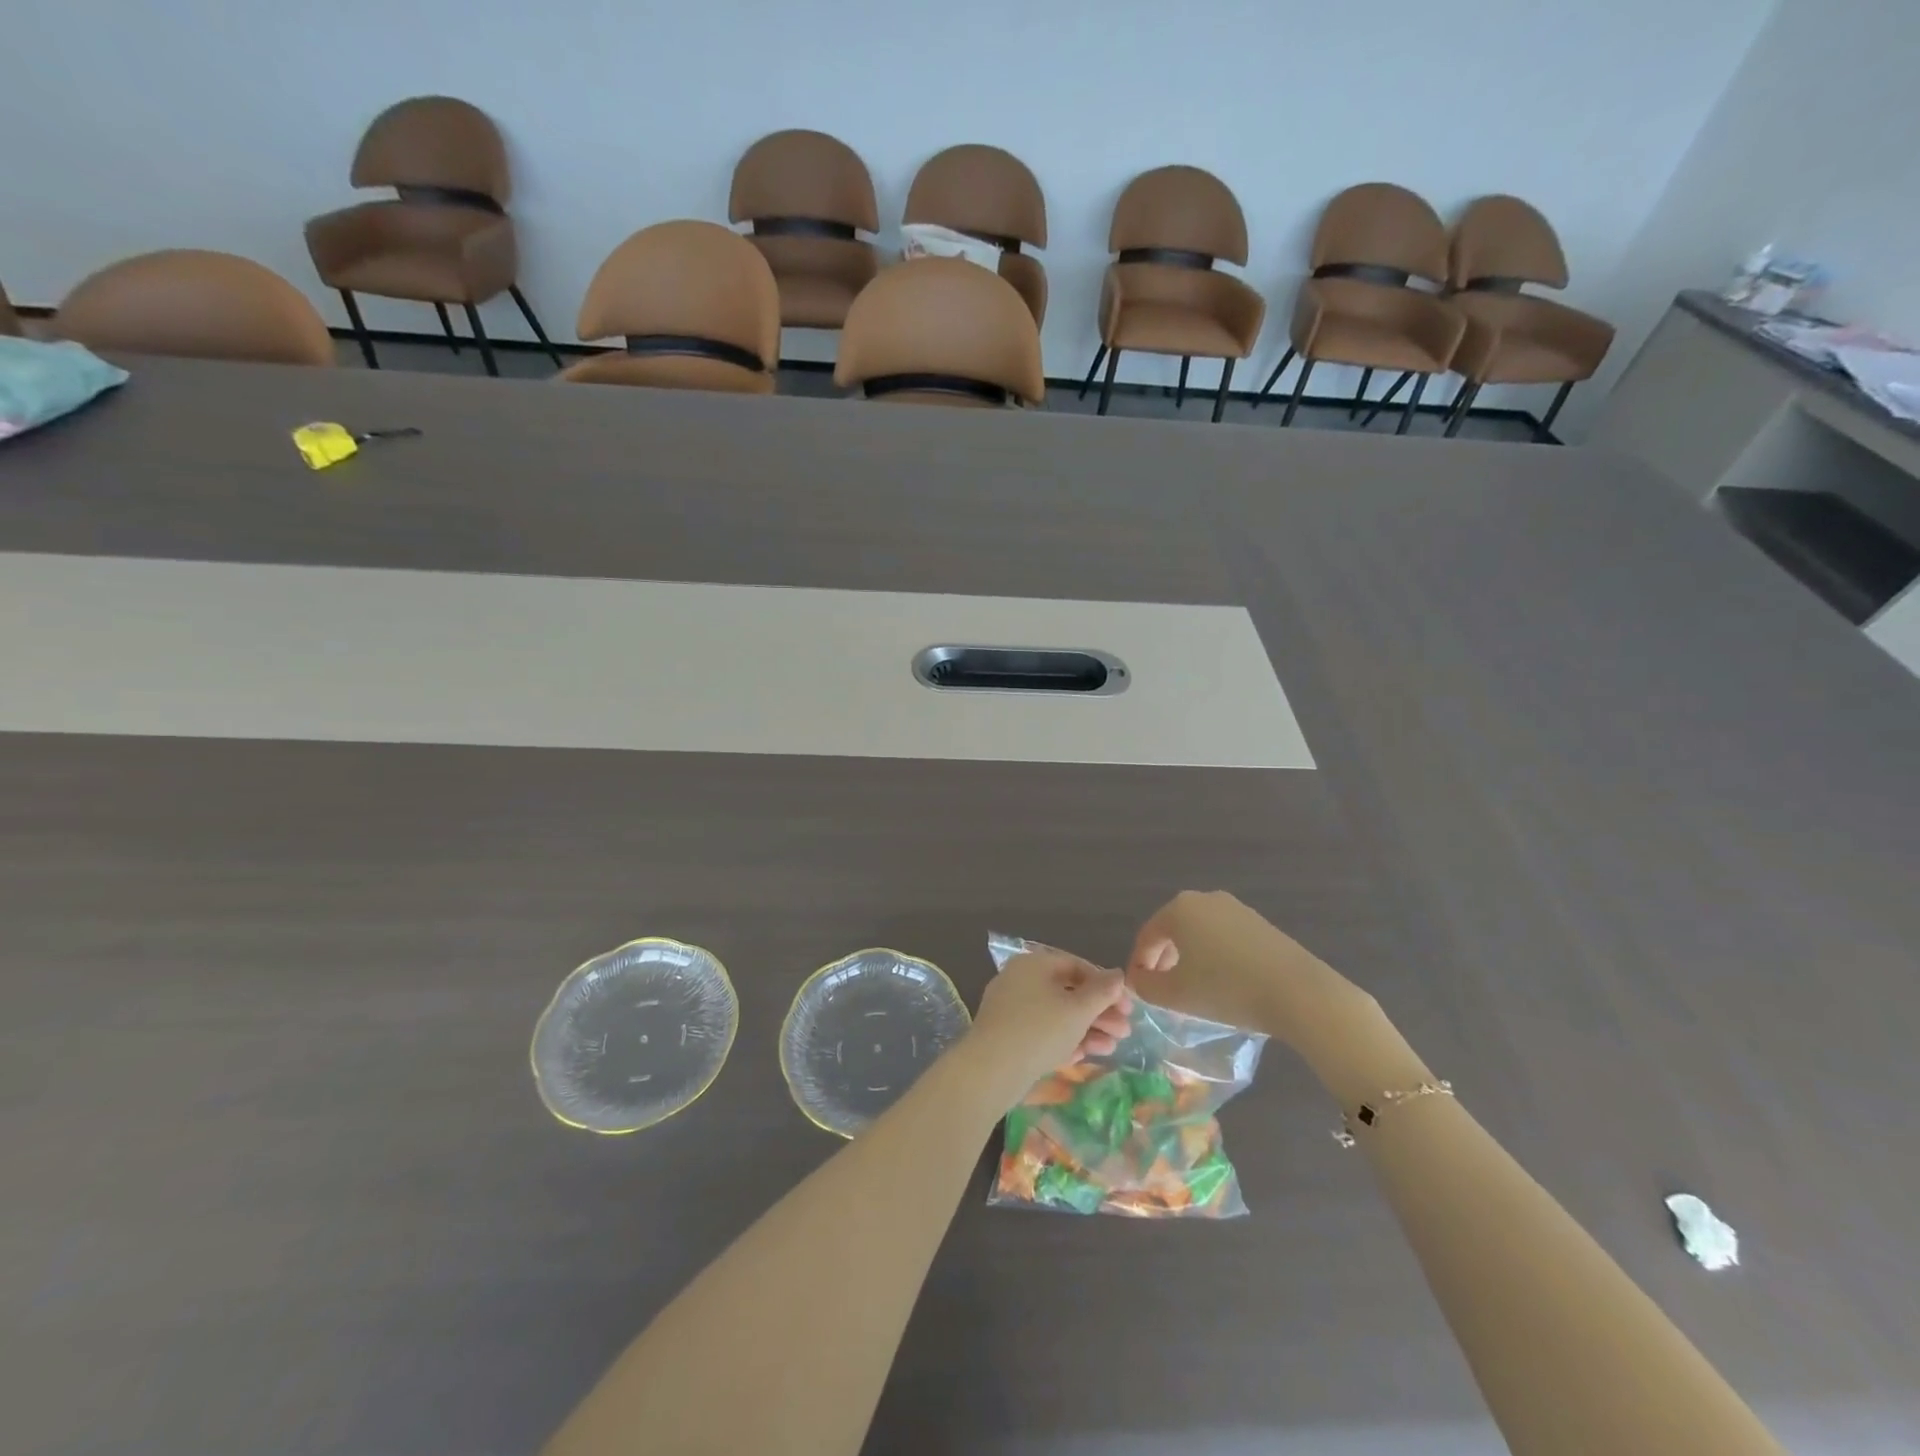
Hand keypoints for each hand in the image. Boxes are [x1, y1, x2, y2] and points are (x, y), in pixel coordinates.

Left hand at [958, 950, 1131, 1109]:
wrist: (990, 1070)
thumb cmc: (1039, 1030)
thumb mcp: (1078, 1010)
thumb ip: (1102, 992)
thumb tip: (1118, 974)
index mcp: (1034, 964)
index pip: (1077, 966)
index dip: (1106, 986)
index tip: (1128, 1007)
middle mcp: (1020, 979)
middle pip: (1068, 992)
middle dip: (1099, 1013)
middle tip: (1124, 1032)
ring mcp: (1011, 1008)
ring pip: (1056, 1015)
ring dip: (1086, 1030)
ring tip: (1110, 1049)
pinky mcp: (1007, 1034)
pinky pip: (1041, 1031)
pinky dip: (1063, 1041)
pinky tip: (1081, 1058)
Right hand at [1126, 892, 1431, 1106]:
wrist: (1298, 992)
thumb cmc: (1226, 989)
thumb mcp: (1175, 995)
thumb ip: (1146, 986)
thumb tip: (1138, 981)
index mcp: (1179, 909)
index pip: (1147, 936)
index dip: (1139, 964)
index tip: (1138, 991)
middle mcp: (1205, 899)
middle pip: (1173, 930)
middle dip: (1164, 960)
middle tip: (1163, 992)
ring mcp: (1236, 909)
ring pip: (1200, 934)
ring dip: (1190, 959)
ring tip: (1194, 991)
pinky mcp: (1261, 924)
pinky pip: (1225, 938)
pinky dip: (1215, 958)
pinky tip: (1224, 984)